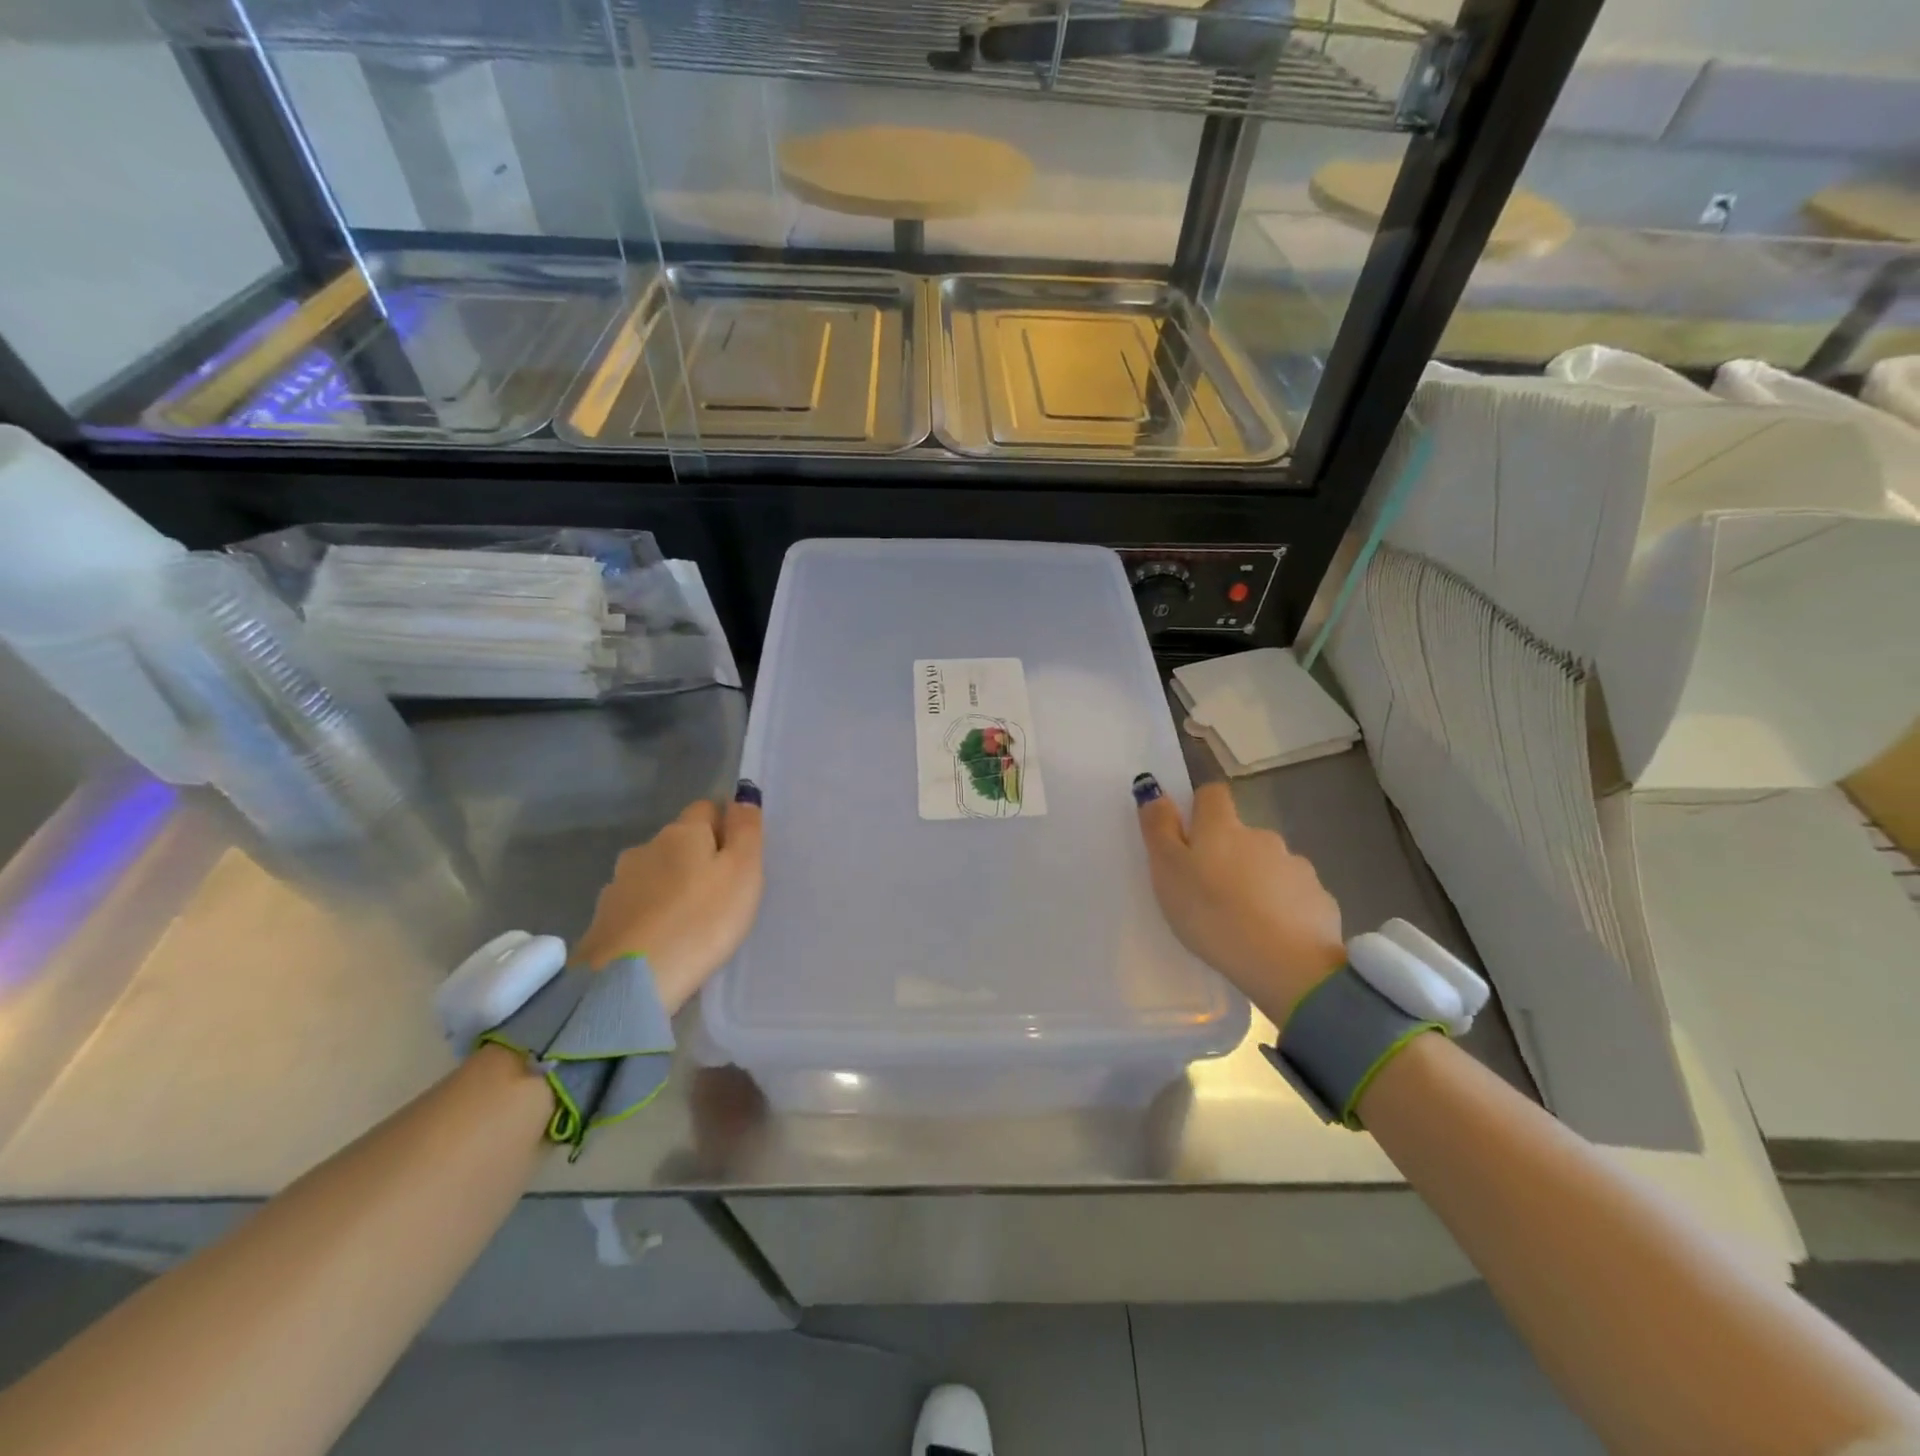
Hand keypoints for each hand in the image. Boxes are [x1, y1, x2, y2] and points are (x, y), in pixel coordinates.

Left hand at [572, 782, 764, 1013]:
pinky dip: (651, 913)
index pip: (707, 808)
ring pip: (655, 872)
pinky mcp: (603, 918)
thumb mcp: (743, 872)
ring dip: (671, 886)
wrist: (630, 980)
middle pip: (679, 841)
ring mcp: (619, 883)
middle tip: (721, 894)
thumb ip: (746, 830)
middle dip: (697, 857)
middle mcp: (646, 848)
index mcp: (682, 832)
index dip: (726, 827)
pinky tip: (663, 937)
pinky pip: (637, 904)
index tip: (740, 859)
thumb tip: (744, 794)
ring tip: (690, 920)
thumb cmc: (701, 920)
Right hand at [1135, 775, 1346, 1029]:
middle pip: (1241, 834)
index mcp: (1222, 827)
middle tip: (1209, 891)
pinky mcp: (1320, 899)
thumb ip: (1159, 828)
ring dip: (1256, 880)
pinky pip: (1294, 894)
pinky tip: (1271, 934)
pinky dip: (1282, 906)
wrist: (1287, 964)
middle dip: (1227, 852)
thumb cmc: (1212, 914)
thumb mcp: (1168, 871)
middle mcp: (1263, 837)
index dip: (1199, 808)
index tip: (1188, 837)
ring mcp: (1296, 867)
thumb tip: (1153, 788)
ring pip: (1269, 864)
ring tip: (1241, 918)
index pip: (1212, 794)